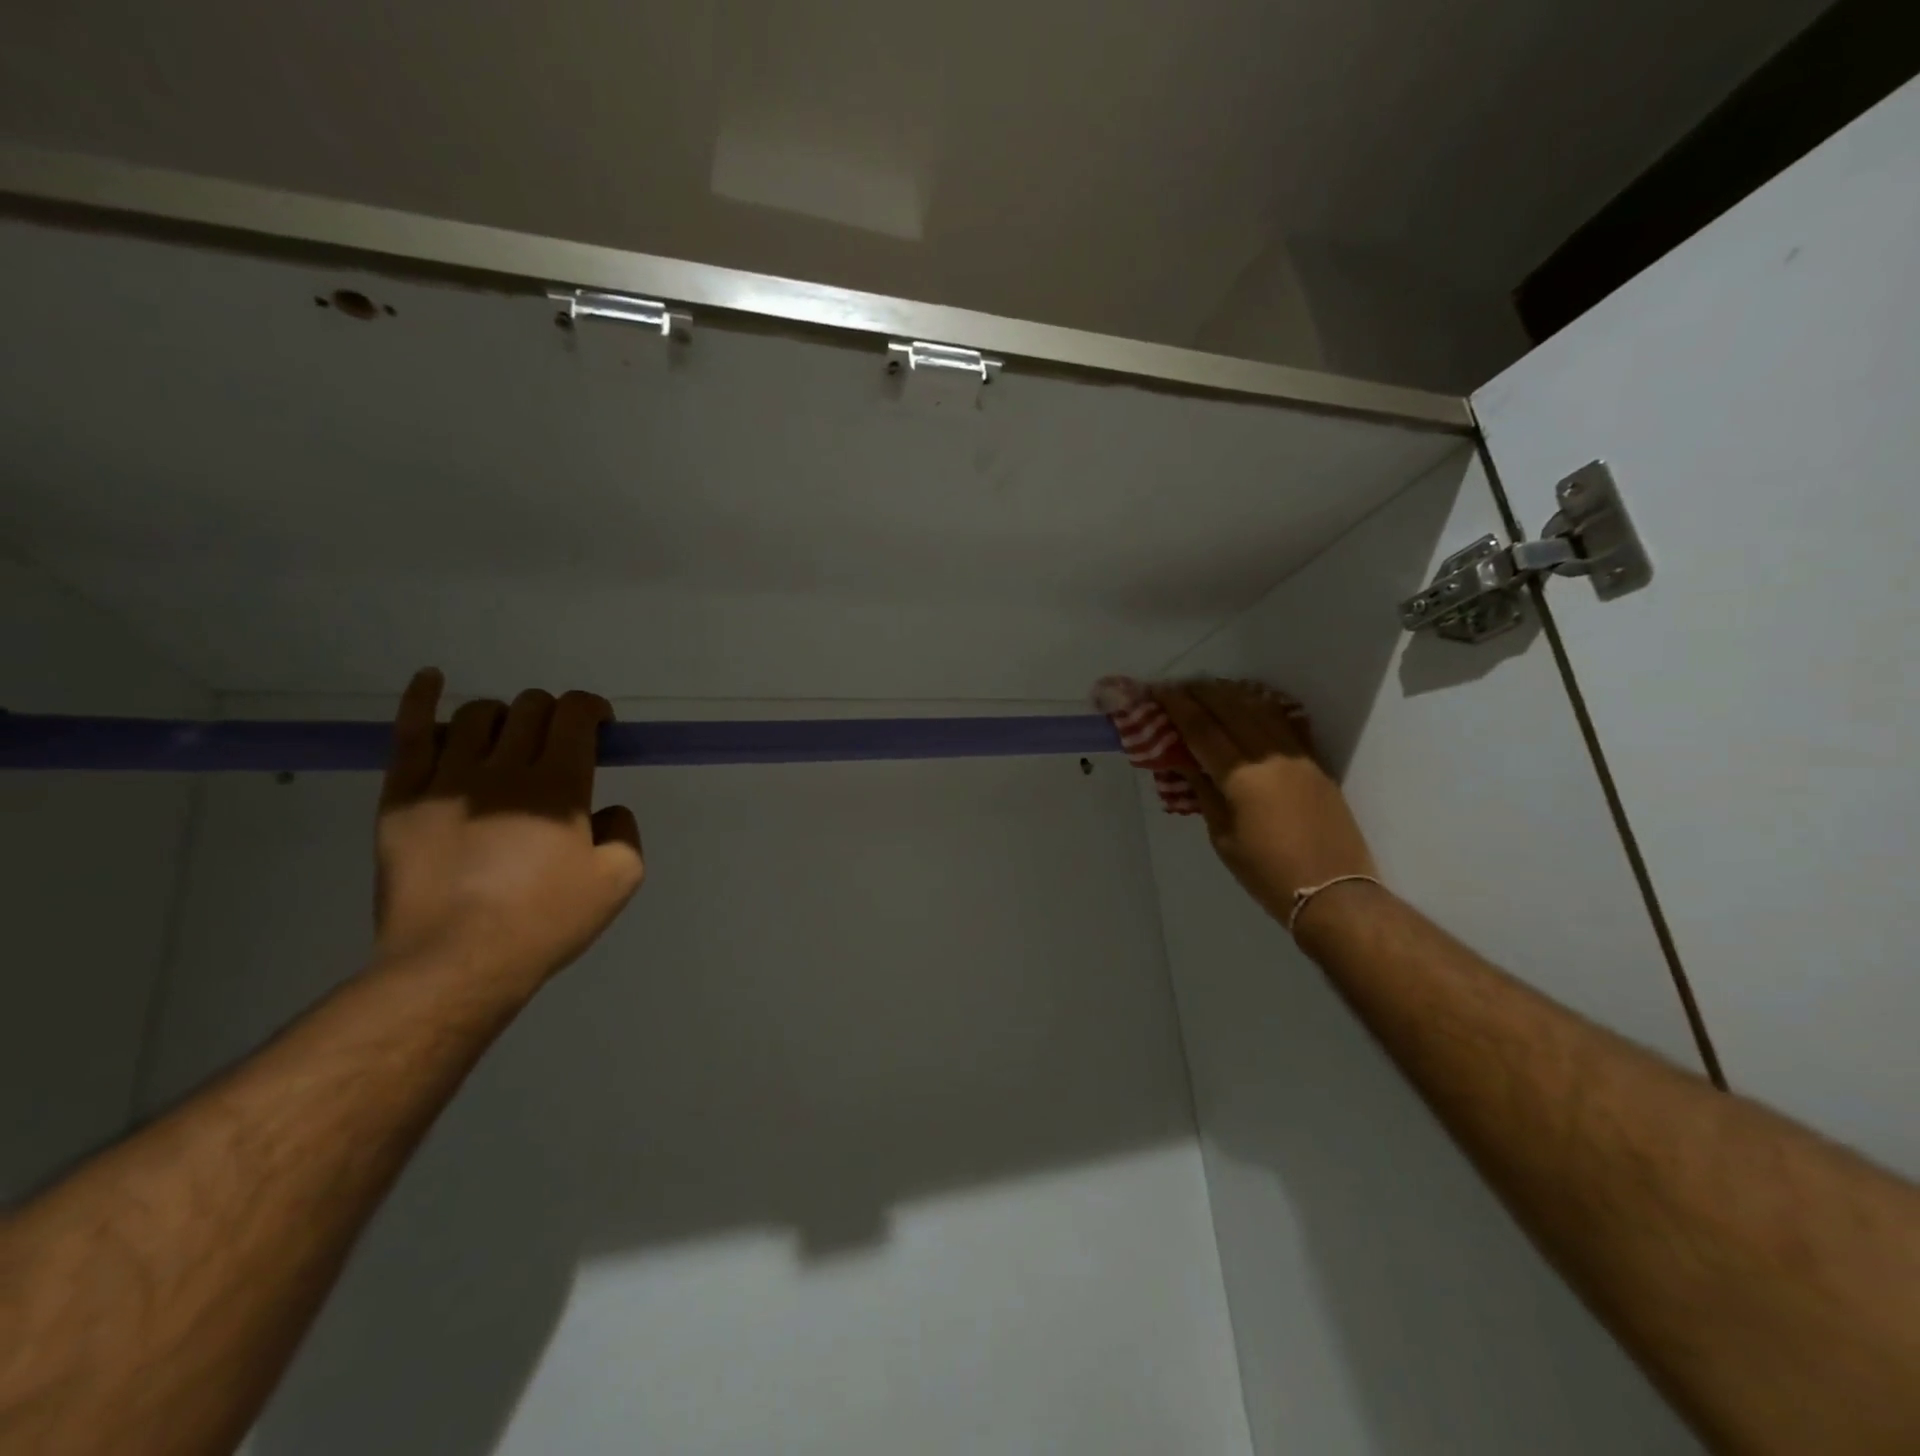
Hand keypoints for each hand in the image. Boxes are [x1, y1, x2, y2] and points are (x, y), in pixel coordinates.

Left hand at [372, 669, 644, 993]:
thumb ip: (625, 833)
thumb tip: (608, 810)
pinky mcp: (402, 796)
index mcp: (559, 785)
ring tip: (509, 743)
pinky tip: (430, 679)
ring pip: (478, 714)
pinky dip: (421, 698)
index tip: (600, 727)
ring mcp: (447, 778)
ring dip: (505, 718)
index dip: (592, 709)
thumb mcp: (619, 881)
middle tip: (559, 745)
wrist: (455, 962)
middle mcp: (504, 768)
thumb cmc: (545, 923)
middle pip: (531, 708)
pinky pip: (410, 733)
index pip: (575, 714)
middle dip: (554, 714)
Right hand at [1154, 681, 1376, 928]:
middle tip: (1179, 688)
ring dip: (1231, 695)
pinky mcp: (1315, 763)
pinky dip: (1262, 708)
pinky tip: (1250, 705)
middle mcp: (1269, 755)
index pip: (1201, 728)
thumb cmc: (1267, 872)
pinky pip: (1285, 723)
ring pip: (1260, 709)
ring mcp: (1297, 756)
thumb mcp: (1223, 837)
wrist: (1332, 892)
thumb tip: (1187, 762)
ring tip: (1210, 691)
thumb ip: (1204, 793)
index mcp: (1241, 776)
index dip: (1177, 707)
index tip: (1158, 693)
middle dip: (1202, 693)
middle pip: (1231, 708)